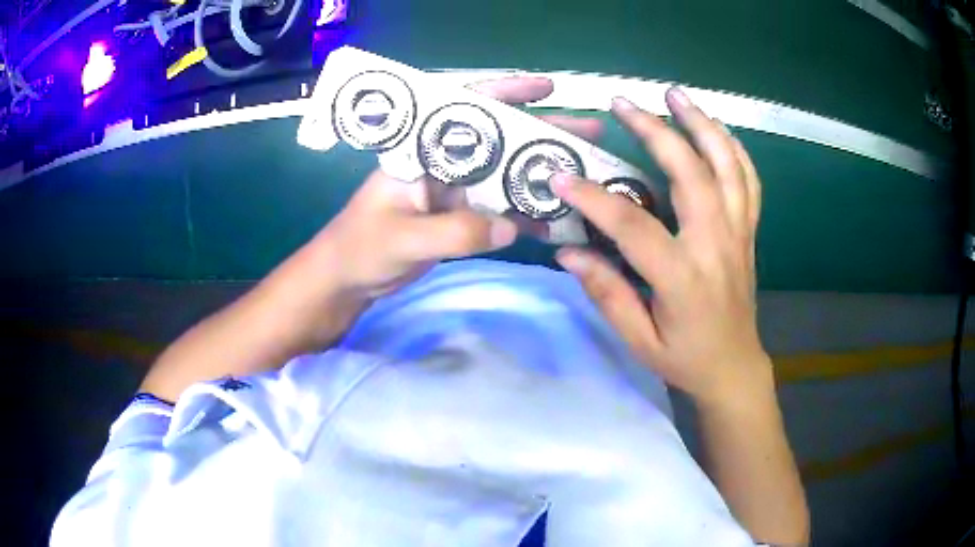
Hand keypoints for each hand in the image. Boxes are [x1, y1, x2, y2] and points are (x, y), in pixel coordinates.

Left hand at [263, 76, 603, 349]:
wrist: (347, 281)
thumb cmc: (360, 248)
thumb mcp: (402, 237)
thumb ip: (454, 232)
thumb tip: (510, 227)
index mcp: (422, 151)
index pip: (465, 110)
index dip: (506, 93)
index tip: (546, 87)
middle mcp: (443, 164)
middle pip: (499, 140)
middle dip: (543, 132)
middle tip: (589, 132)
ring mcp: (455, 193)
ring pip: (506, 175)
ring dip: (543, 173)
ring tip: (587, 173)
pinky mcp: (460, 220)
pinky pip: (500, 211)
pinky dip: (526, 214)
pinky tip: (557, 219)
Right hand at [551, 88, 770, 404]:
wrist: (735, 367)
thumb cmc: (685, 358)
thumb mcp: (639, 340)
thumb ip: (607, 294)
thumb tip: (567, 254)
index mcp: (683, 277)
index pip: (633, 226)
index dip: (593, 198)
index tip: (560, 176)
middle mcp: (716, 245)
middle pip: (690, 173)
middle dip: (655, 131)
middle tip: (623, 104)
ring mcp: (738, 233)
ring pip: (727, 165)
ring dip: (702, 124)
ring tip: (675, 95)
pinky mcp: (748, 231)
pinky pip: (749, 180)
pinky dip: (734, 148)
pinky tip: (716, 128)